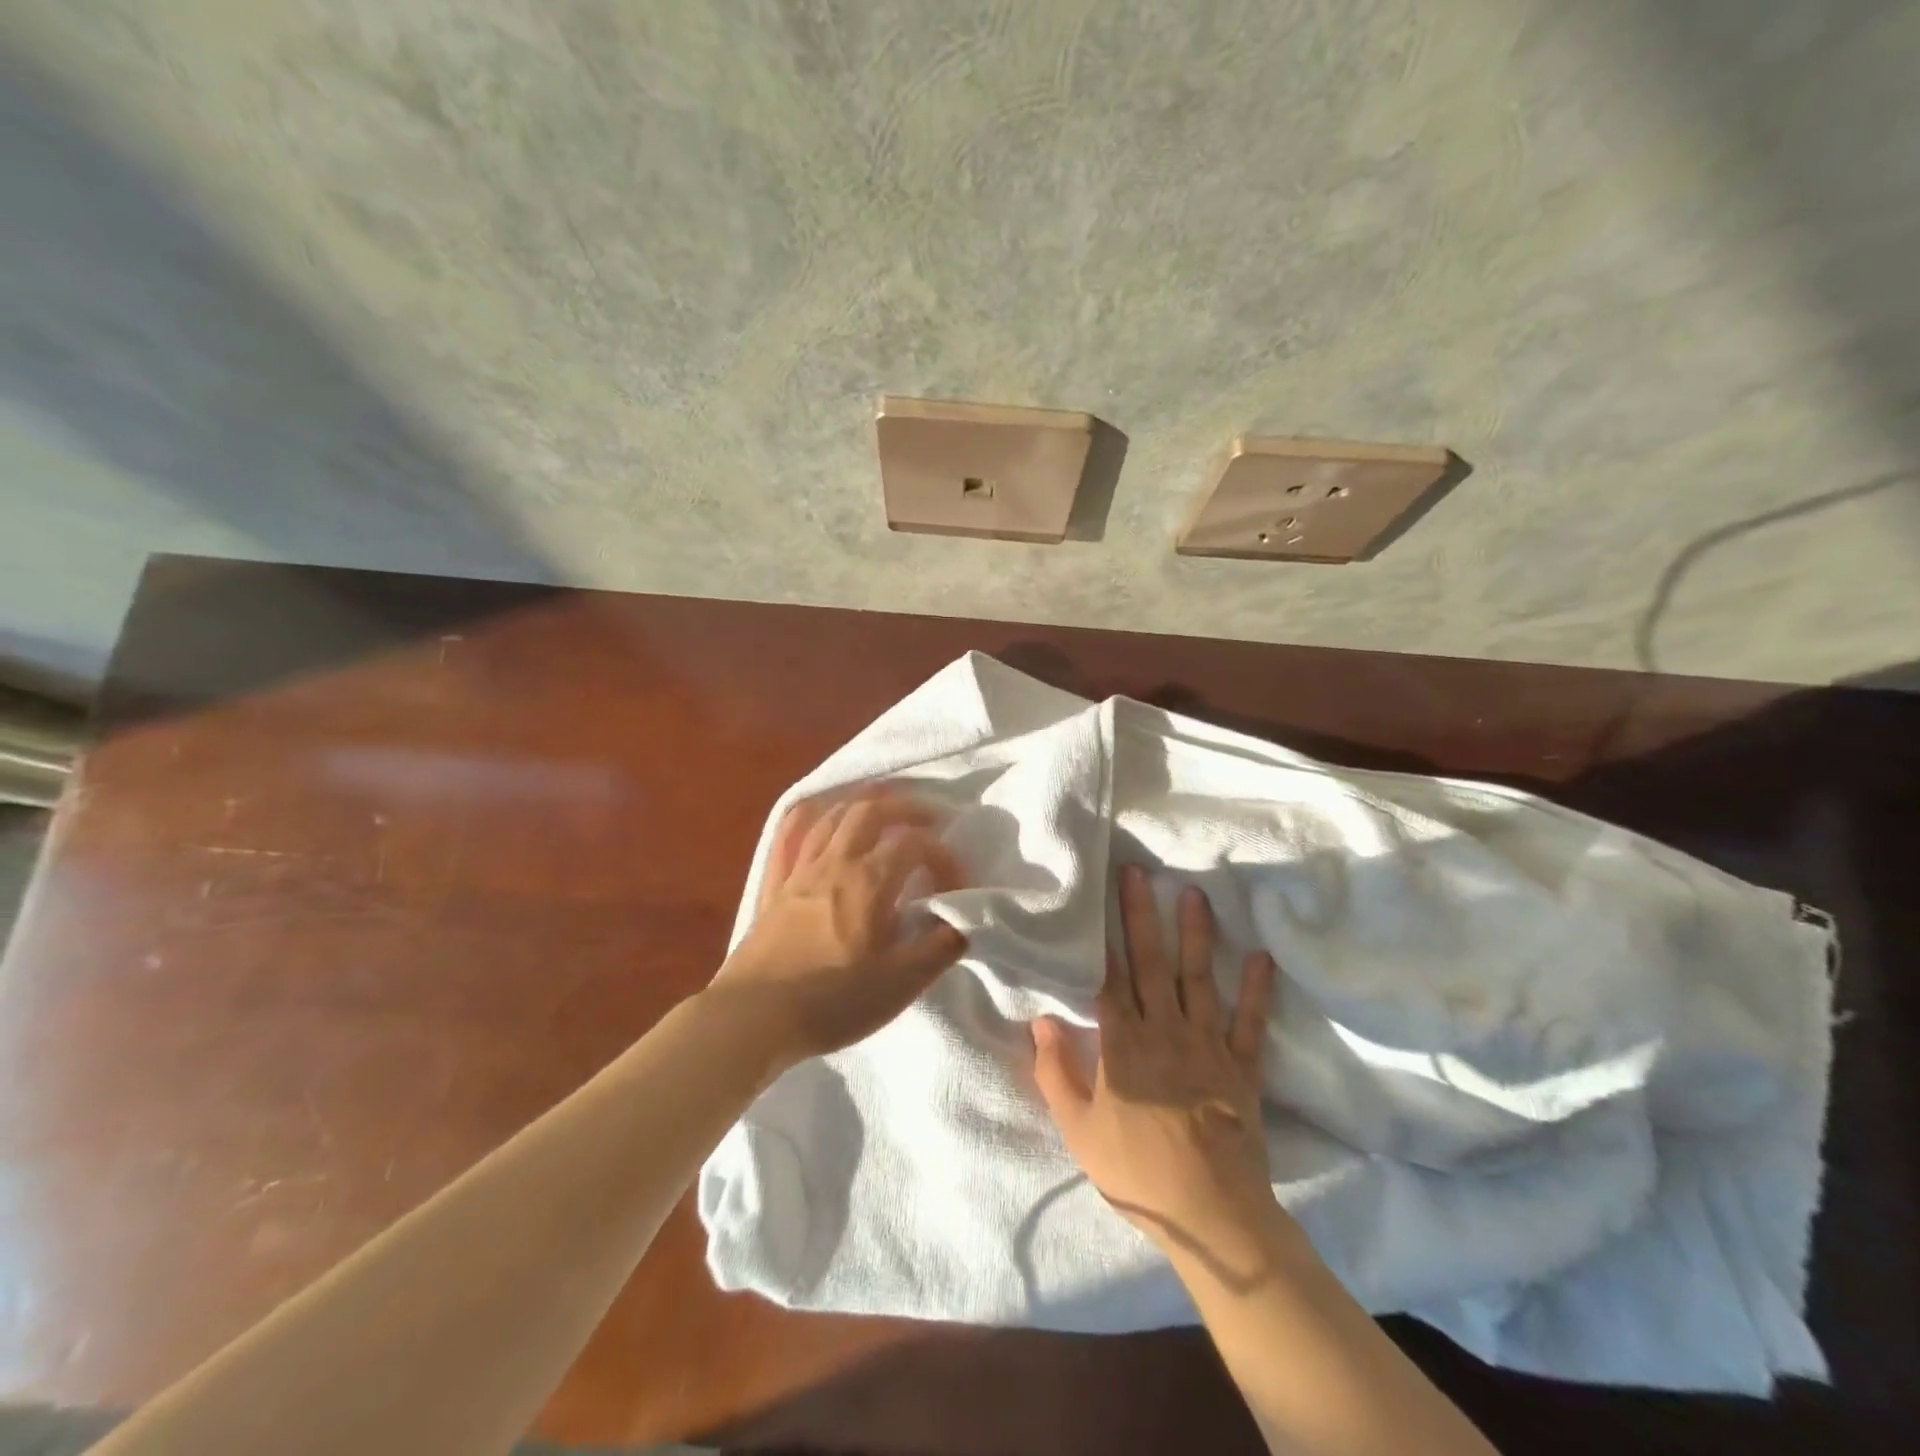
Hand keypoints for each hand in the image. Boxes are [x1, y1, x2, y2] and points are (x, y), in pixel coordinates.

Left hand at [707, 788, 968, 1065]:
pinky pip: (787, 837)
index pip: (914, 845)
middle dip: (904, 807)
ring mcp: (798, 871)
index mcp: (868, 881)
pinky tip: (816, 813)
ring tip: (881, 805)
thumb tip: (964, 920)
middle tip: (927, 816)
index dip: (943, 856)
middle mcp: (834, 863)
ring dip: (860, 803)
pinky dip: (806, 817)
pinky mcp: (772, 887)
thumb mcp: (901, 983)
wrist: (754, 1018)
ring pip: (830, 816)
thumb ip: (940, 947)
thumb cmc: (833, 1001)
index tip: (956, 884)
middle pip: (870, 812)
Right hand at [1032, 865, 1281, 1264]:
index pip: (1109, 979)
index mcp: (1123, 1045)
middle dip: (1142, 916)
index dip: (1103, 937)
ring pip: (1199, 979)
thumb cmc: (1137, 1171)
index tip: (1099, 898)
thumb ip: (1056, 1073)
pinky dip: (1257, 990)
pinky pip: (1250, 1022)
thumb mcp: (1079, 1130)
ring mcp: (1208, 1045)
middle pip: (1151, 963)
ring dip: (1196, 935)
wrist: (1211, 1215)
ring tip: (1194, 895)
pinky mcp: (1242, 1066)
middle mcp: (1165, 1031)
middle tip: (1139, 873)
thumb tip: (1040, 1020)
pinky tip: (1261, 957)